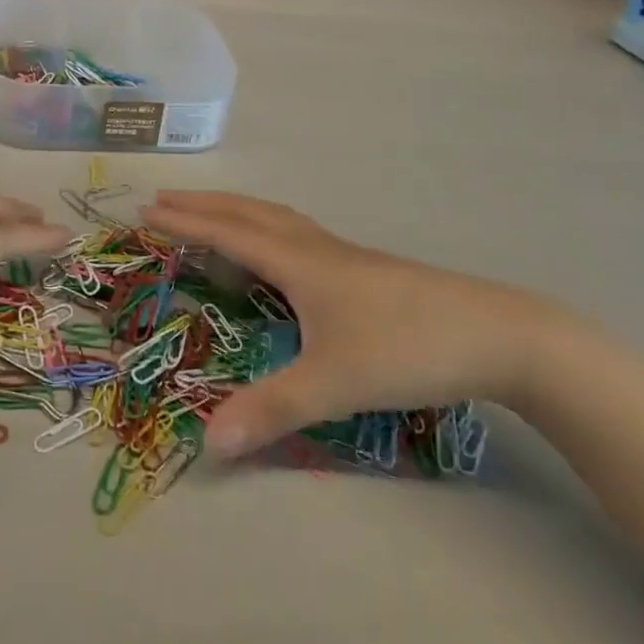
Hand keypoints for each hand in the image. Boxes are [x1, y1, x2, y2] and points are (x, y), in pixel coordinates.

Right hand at [141, 191, 561, 460]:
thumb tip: (208, 442)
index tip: (146, 211)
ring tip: (212, 214)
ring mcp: (343, 254)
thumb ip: (271, 410)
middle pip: (248, 212)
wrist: (497, 334)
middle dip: (203, 205)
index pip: (227, 233)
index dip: (185, 223)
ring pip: (276, 217)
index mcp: (298, 262)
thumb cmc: (406, 348)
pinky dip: (267, 226)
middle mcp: (314, 247)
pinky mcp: (364, 268)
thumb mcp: (334, 385)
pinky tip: (280, 251)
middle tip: (164, 200)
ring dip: (236, 209)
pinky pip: (297, 232)